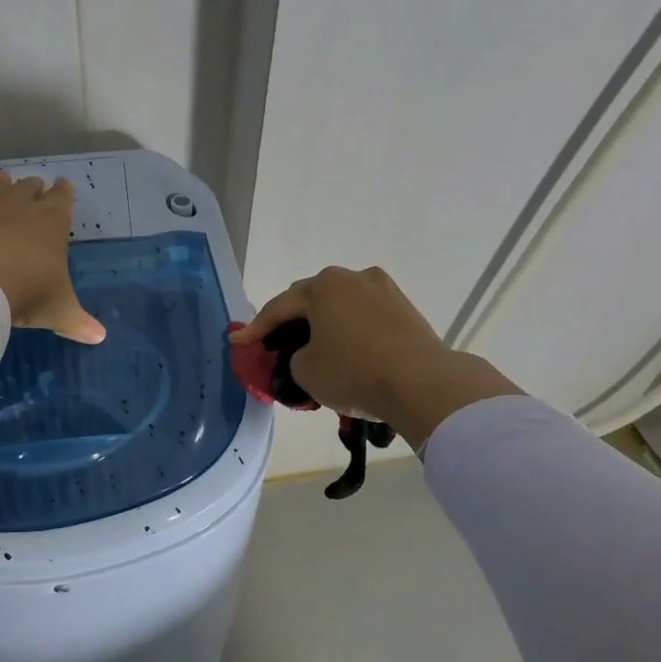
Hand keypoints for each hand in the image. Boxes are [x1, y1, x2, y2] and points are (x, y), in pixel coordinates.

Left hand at [0, 171, 105, 343]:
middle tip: (36, 181)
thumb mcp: (60, 310)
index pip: (62, 201)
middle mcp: (21, 213)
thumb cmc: (31, 291)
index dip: (64, 193)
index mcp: (52, 224)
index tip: (65, 184)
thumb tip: (99, 337)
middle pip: (29, 191)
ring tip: (2, 175)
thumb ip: (77, 321)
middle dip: (34, 187)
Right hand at [232, 266, 520, 447]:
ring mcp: (384, 290)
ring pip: (341, 306)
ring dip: (323, 324)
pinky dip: (350, 331)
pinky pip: (365, 317)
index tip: (238, 343)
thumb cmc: (354, 372)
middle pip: (311, 299)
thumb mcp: (305, 371)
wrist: (423, 384)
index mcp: (323, 286)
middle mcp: (353, 277)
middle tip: (276, 342)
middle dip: (291, 321)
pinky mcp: (406, 309)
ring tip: (313, 348)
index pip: (279, 308)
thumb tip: (310, 353)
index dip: (255, 329)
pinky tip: (346, 350)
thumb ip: (295, 357)